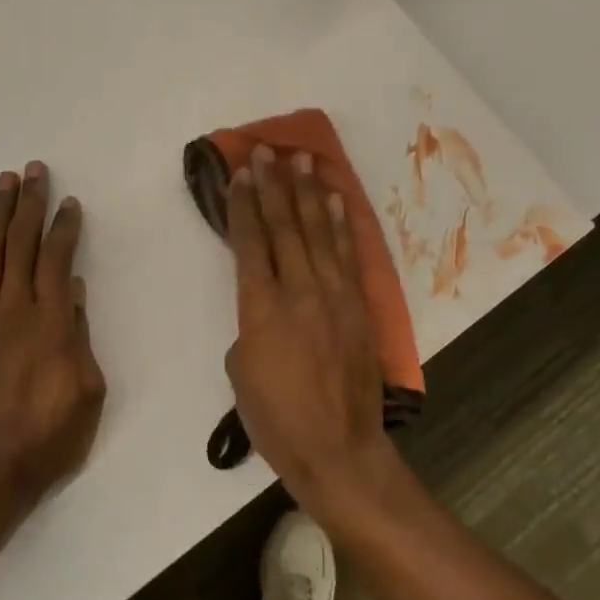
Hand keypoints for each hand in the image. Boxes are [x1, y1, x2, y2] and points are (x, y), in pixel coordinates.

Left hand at [0, 162, 106, 508]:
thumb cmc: (49, 436)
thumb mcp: (88, 392)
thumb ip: (80, 337)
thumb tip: (75, 294)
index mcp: (51, 323)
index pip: (56, 260)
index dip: (63, 227)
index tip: (69, 203)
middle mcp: (13, 311)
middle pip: (19, 245)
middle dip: (28, 204)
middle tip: (33, 171)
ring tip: (4, 186)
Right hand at [224, 145, 389, 514]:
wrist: (337, 448)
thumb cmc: (276, 418)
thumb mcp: (240, 372)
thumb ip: (248, 327)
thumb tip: (265, 310)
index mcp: (260, 308)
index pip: (250, 243)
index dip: (243, 205)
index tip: (240, 174)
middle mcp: (298, 291)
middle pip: (284, 227)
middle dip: (273, 186)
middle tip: (267, 151)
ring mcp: (334, 295)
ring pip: (318, 233)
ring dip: (308, 193)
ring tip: (302, 160)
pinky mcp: (359, 307)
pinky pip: (348, 255)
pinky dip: (340, 225)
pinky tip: (335, 201)